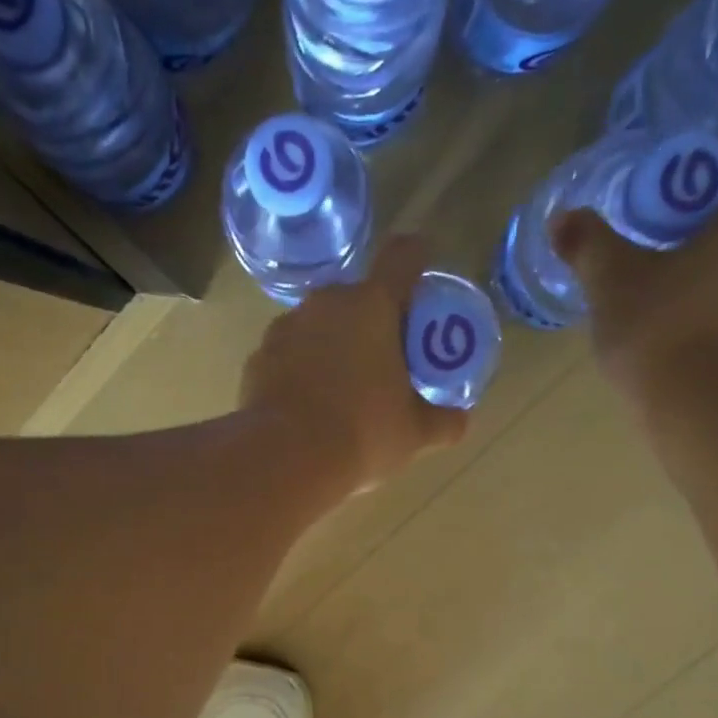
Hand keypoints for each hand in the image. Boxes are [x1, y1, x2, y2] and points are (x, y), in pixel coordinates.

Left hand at [241, 236, 468, 494]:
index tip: (421, 283)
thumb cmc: (361, 435)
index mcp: (372, 305)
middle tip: (384, 361)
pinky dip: (300, 370)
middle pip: (357, 297)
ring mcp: (285, 328)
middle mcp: (326, 303)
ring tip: (340, 391)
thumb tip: (459, 420)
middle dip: (372, 321)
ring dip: (332, 345)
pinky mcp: (257, 358)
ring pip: (318, 325)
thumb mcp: (413, 433)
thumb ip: (442, 421)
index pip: (403, 257)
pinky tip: (306, 406)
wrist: (283, 460)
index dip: (417, 261)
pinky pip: (288, 354)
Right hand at [550, 138, 717, 401]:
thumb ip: (589, 243)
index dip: (707, 156)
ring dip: (704, 253)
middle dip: (699, 209)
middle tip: (650, 227)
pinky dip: (710, 290)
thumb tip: (563, 219)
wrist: (701, 409)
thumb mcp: (612, 281)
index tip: (665, 179)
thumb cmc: (662, 327)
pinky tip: (671, 313)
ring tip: (655, 273)